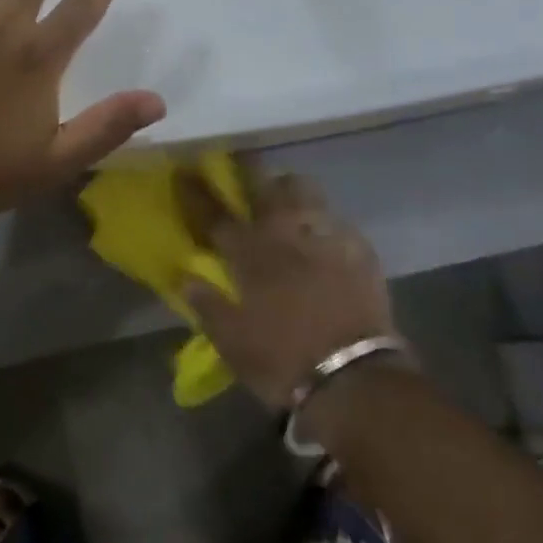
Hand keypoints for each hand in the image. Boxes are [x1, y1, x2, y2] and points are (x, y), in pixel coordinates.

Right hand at [180, 165, 399, 409]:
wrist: (356, 379)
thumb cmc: (283, 361)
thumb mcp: (232, 343)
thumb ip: (208, 305)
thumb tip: (187, 277)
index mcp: (249, 253)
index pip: (214, 212)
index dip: (196, 190)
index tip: (185, 171)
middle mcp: (283, 233)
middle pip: (262, 182)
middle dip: (248, 167)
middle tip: (241, 163)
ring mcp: (323, 235)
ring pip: (303, 188)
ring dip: (289, 187)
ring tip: (287, 197)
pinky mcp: (357, 248)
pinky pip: (336, 220)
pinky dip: (324, 222)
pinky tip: (324, 236)